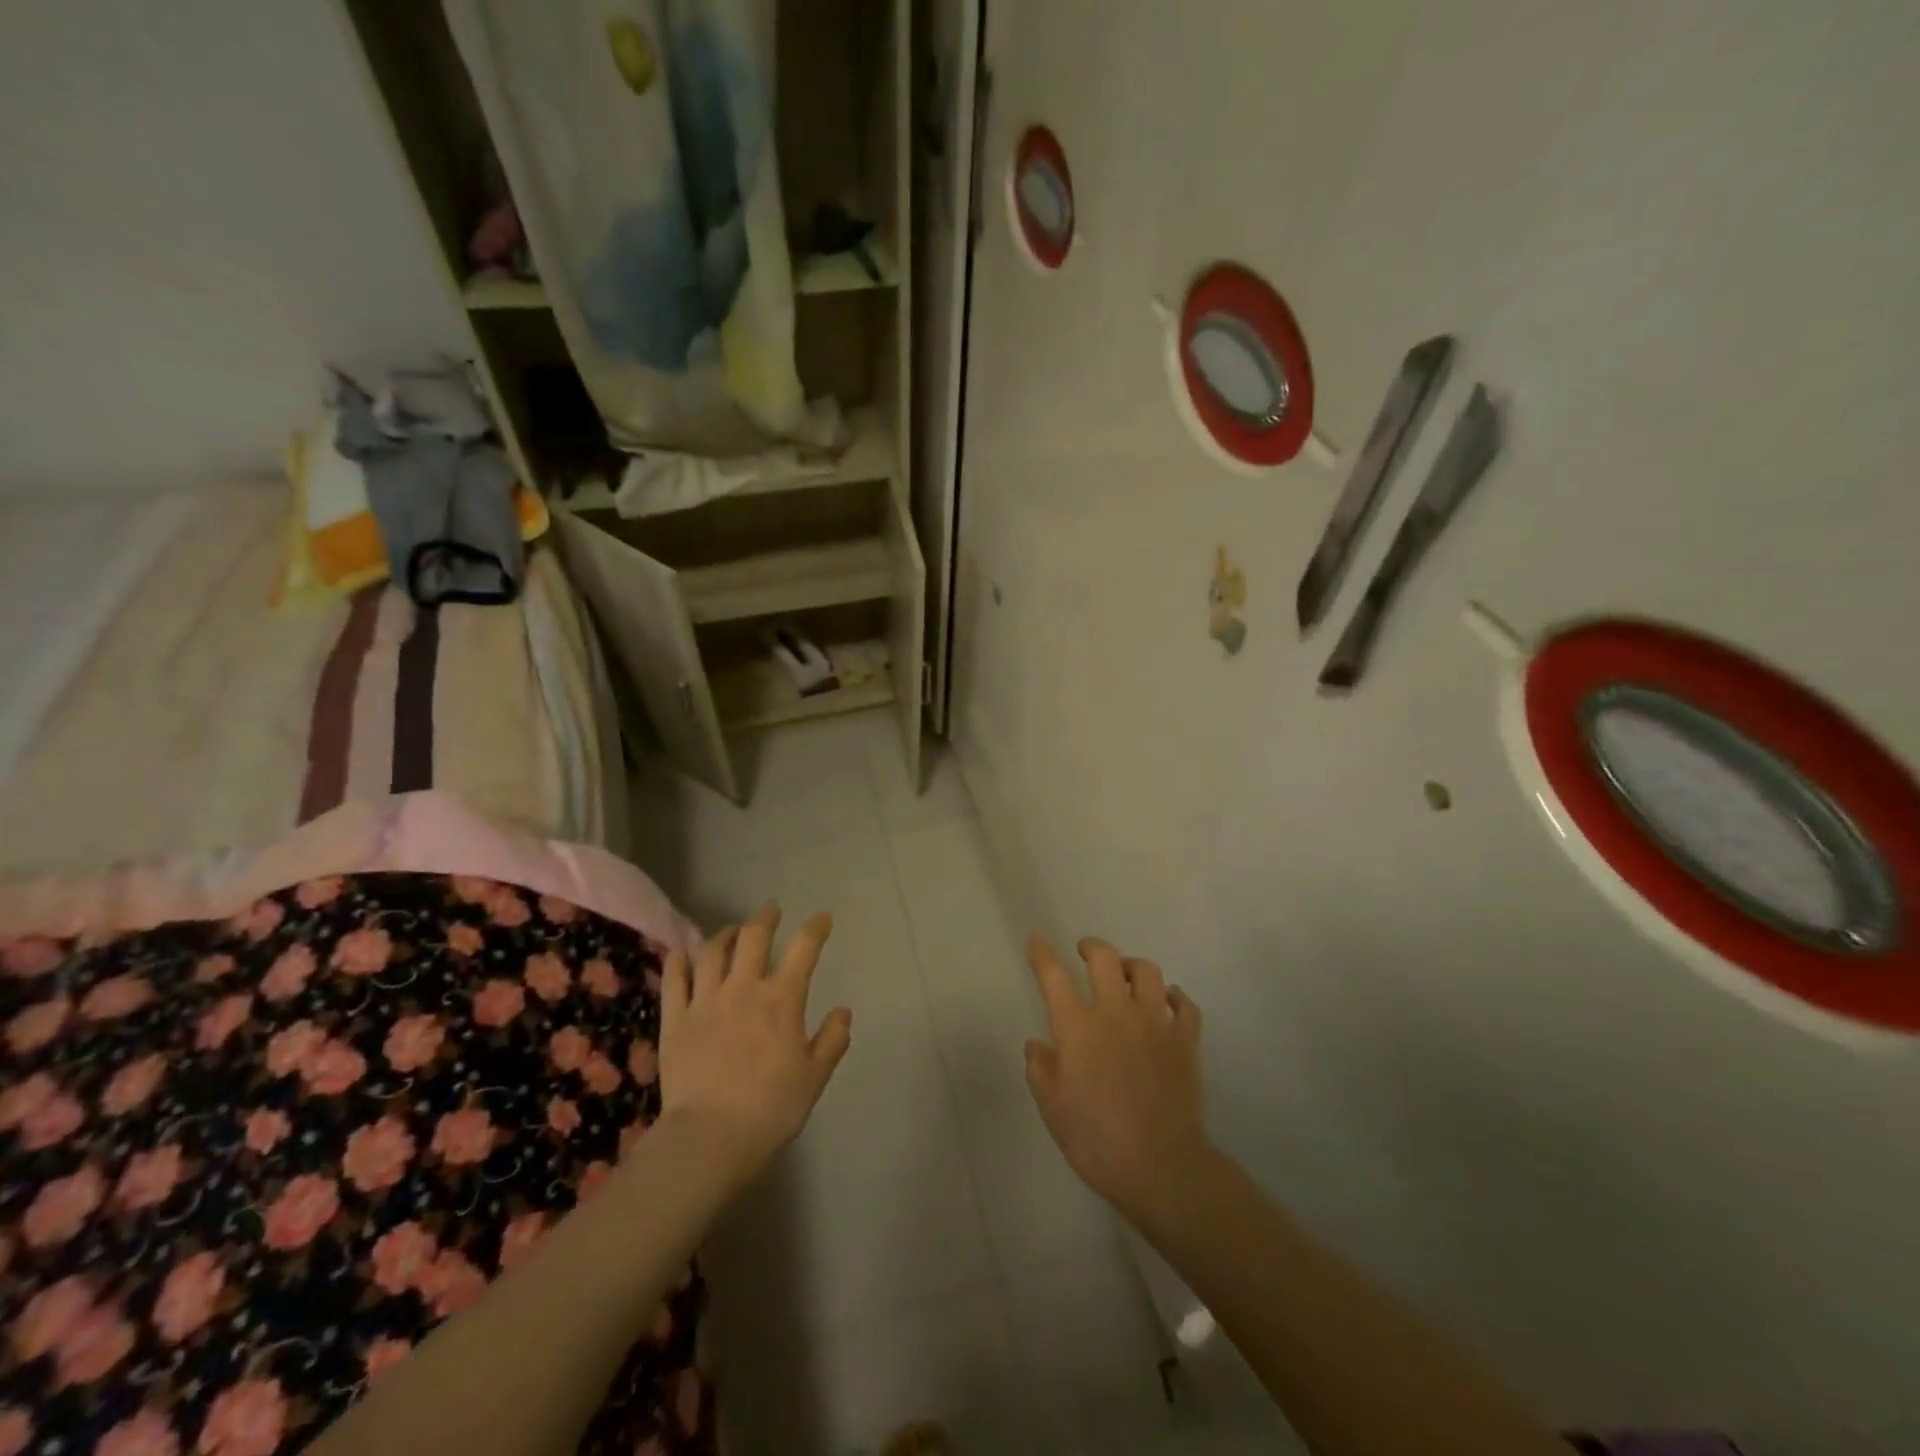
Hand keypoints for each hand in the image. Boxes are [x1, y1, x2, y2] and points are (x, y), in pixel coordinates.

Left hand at [660, 904, 851, 1185]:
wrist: (710, 1137)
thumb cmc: (771, 1109)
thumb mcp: (815, 1077)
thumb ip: (832, 1040)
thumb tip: (843, 1012)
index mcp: (782, 999)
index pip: (804, 949)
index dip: (815, 928)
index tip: (822, 918)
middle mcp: (744, 988)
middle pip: (754, 937)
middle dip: (765, 918)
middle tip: (771, 911)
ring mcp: (705, 1000)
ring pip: (712, 951)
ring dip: (725, 934)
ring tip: (732, 931)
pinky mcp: (675, 1019)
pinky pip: (674, 979)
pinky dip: (680, 961)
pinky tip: (683, 955)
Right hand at [1024, 934, 1206, 1215]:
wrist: (1160, 1166)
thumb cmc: (1095, 1138)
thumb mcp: (1051, 1106)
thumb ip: (1040, 1068)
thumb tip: (1037, 1044)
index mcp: (1078, 1025)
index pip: (1053, 974)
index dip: (1042, 953)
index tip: (1036, 938)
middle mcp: (1116, 1011)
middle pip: (1105, 958)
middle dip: (1092, 947)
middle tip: (1085, 951)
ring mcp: (1156, 1022)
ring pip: (1147, 972)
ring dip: (1132, 966)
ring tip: (1126, 973)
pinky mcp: (1186, 1040)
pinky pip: (1184, 1004)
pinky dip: (1173, 997)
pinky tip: (1166, 1002)